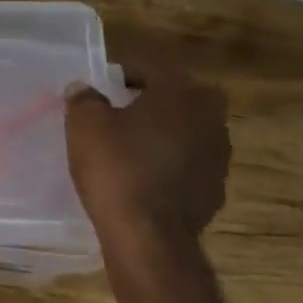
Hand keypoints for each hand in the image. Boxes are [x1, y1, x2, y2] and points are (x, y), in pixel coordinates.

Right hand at [64, 63, 229, 268]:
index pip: (152, 67)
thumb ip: (84, 99)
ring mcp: (218, 155)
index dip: (124, 72)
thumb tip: (84, 89)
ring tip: (130, 145)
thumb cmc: (116, 167)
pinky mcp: (216, 188)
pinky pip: (188, 163)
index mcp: (181, 91)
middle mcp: (209, 117)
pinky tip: (143, 176)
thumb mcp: (85, 125)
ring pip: (187, 130)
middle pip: (177, 97)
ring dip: (163, 132)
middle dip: (150, 100)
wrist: (148, 236)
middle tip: (119, 111)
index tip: (102, 85)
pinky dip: (170, 163)